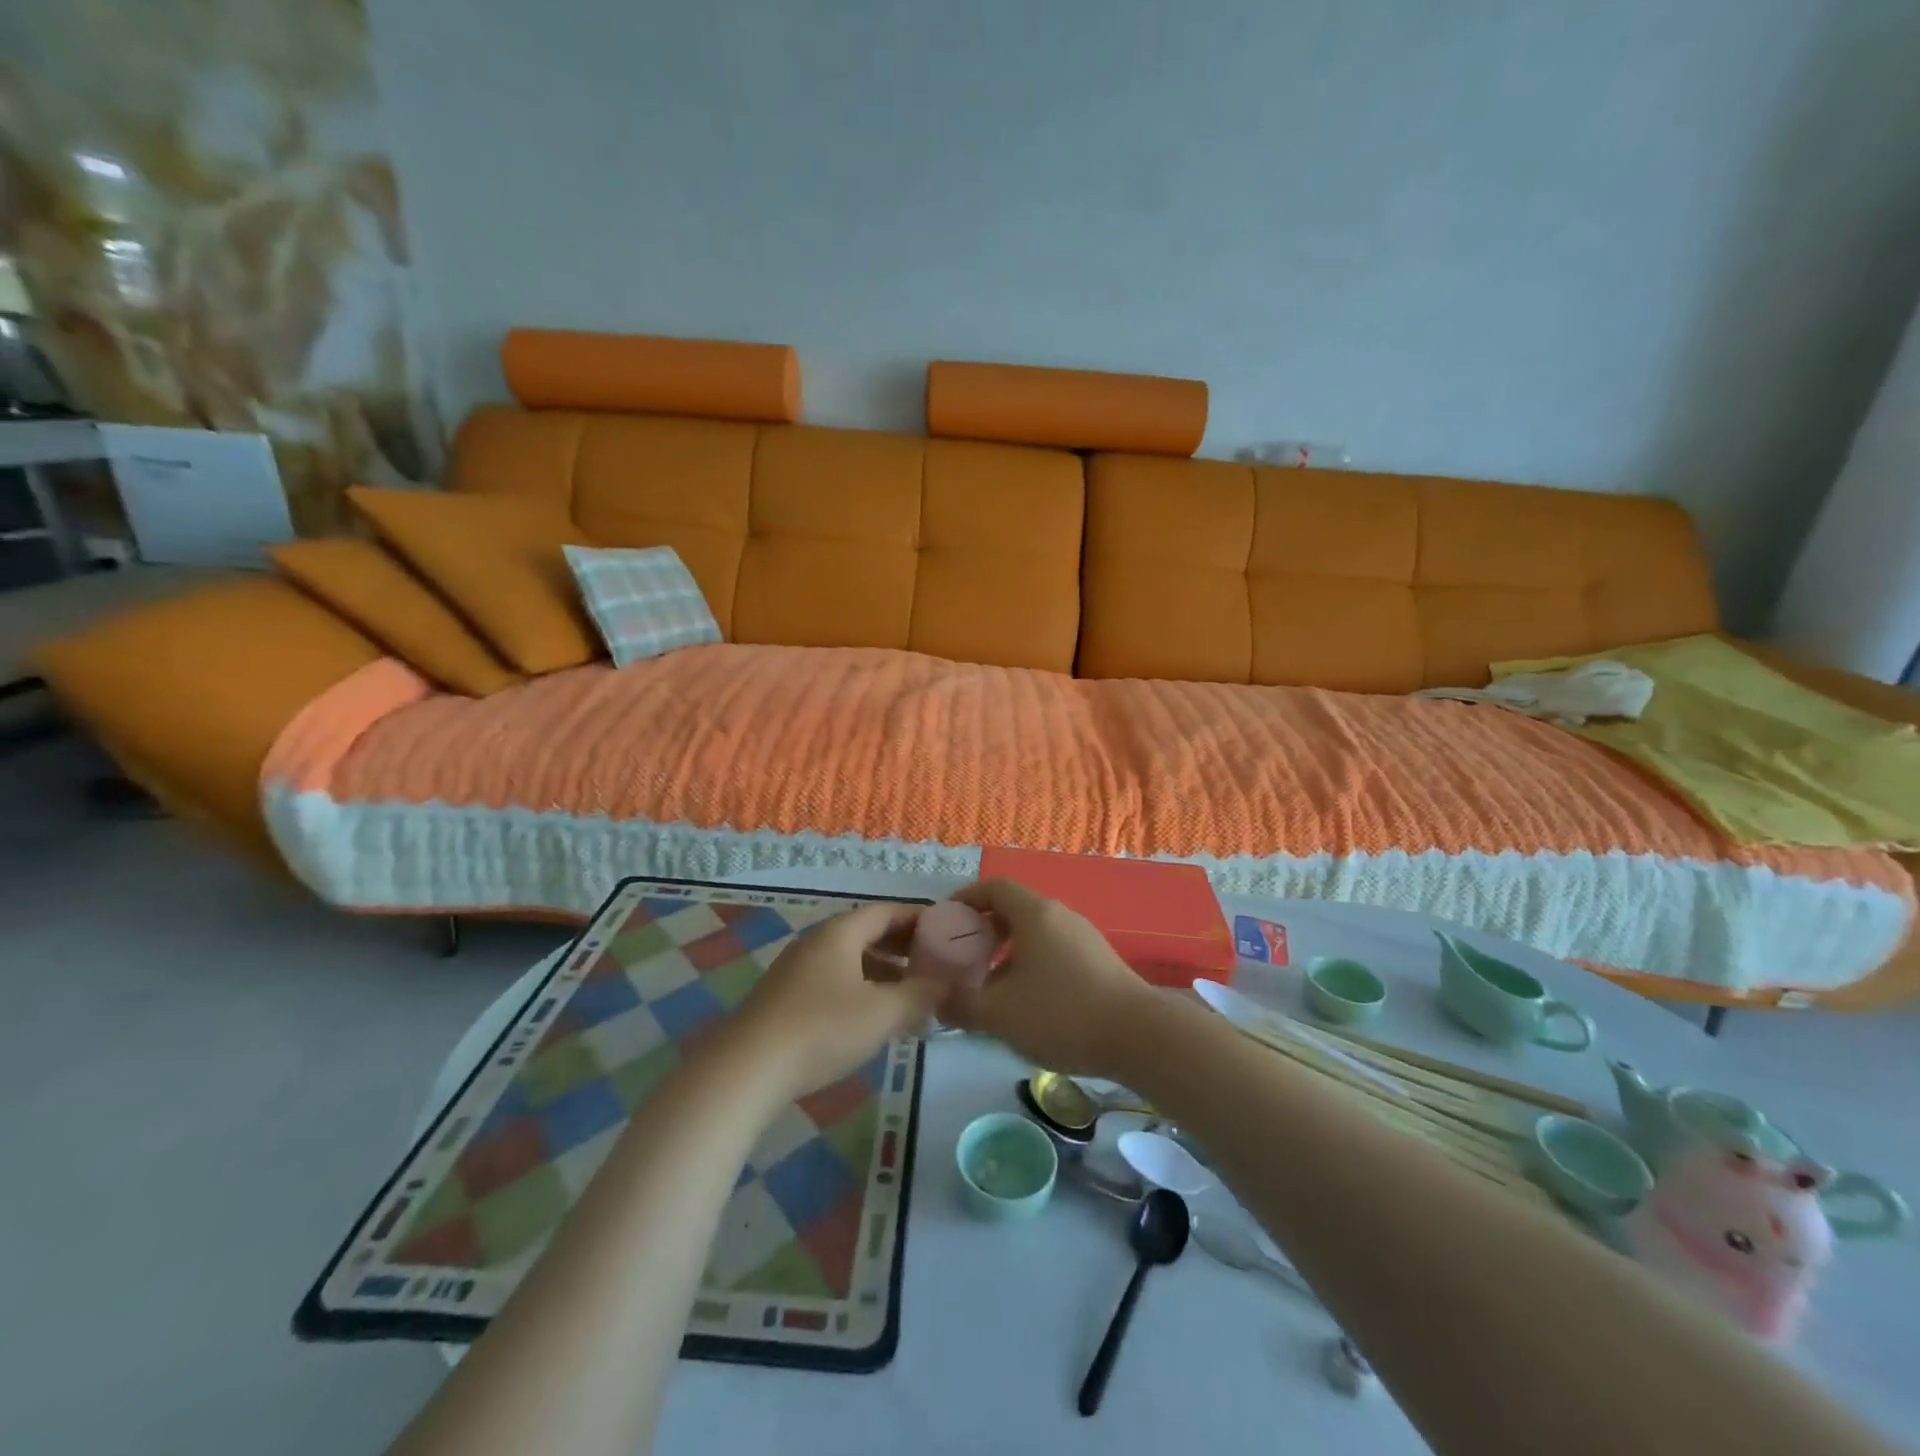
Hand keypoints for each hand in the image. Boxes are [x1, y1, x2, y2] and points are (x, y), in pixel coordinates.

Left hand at [731, 904, 944, 1098]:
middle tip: (936, 963)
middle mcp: (817, 941)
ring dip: (883, 970)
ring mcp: (797, 969)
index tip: (948, 932)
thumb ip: (921, 994)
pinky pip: (834, 980)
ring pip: (850, 959)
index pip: (887, 911)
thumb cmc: (823, 1029)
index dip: (920, 919)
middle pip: (868, 932)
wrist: (748, 1069)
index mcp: (840, 932)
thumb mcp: (883, 1013)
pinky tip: (873, 1016)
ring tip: (911, 993)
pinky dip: (861, 988)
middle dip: (903, 946)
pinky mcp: (785, 997)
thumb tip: (947, 983)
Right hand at [942, 879, 1162, 1079]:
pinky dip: (1031, 964)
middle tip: (962, 957)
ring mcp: (1083, 937)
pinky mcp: (1099, 961)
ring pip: (1034, 933)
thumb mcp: (1000, 1014)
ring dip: (1007, 951)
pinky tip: (1026, 1002)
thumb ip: (962, 1005)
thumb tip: (938, 1000)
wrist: (1139, 1037)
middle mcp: (1060, 915)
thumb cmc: (1062, 1014)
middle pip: (1013, 909)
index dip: (965, 899)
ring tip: (989, 984)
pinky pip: (1053, 950)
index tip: (945, 921)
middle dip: (983, 930)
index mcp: (1034, 914)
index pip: (993, 887)